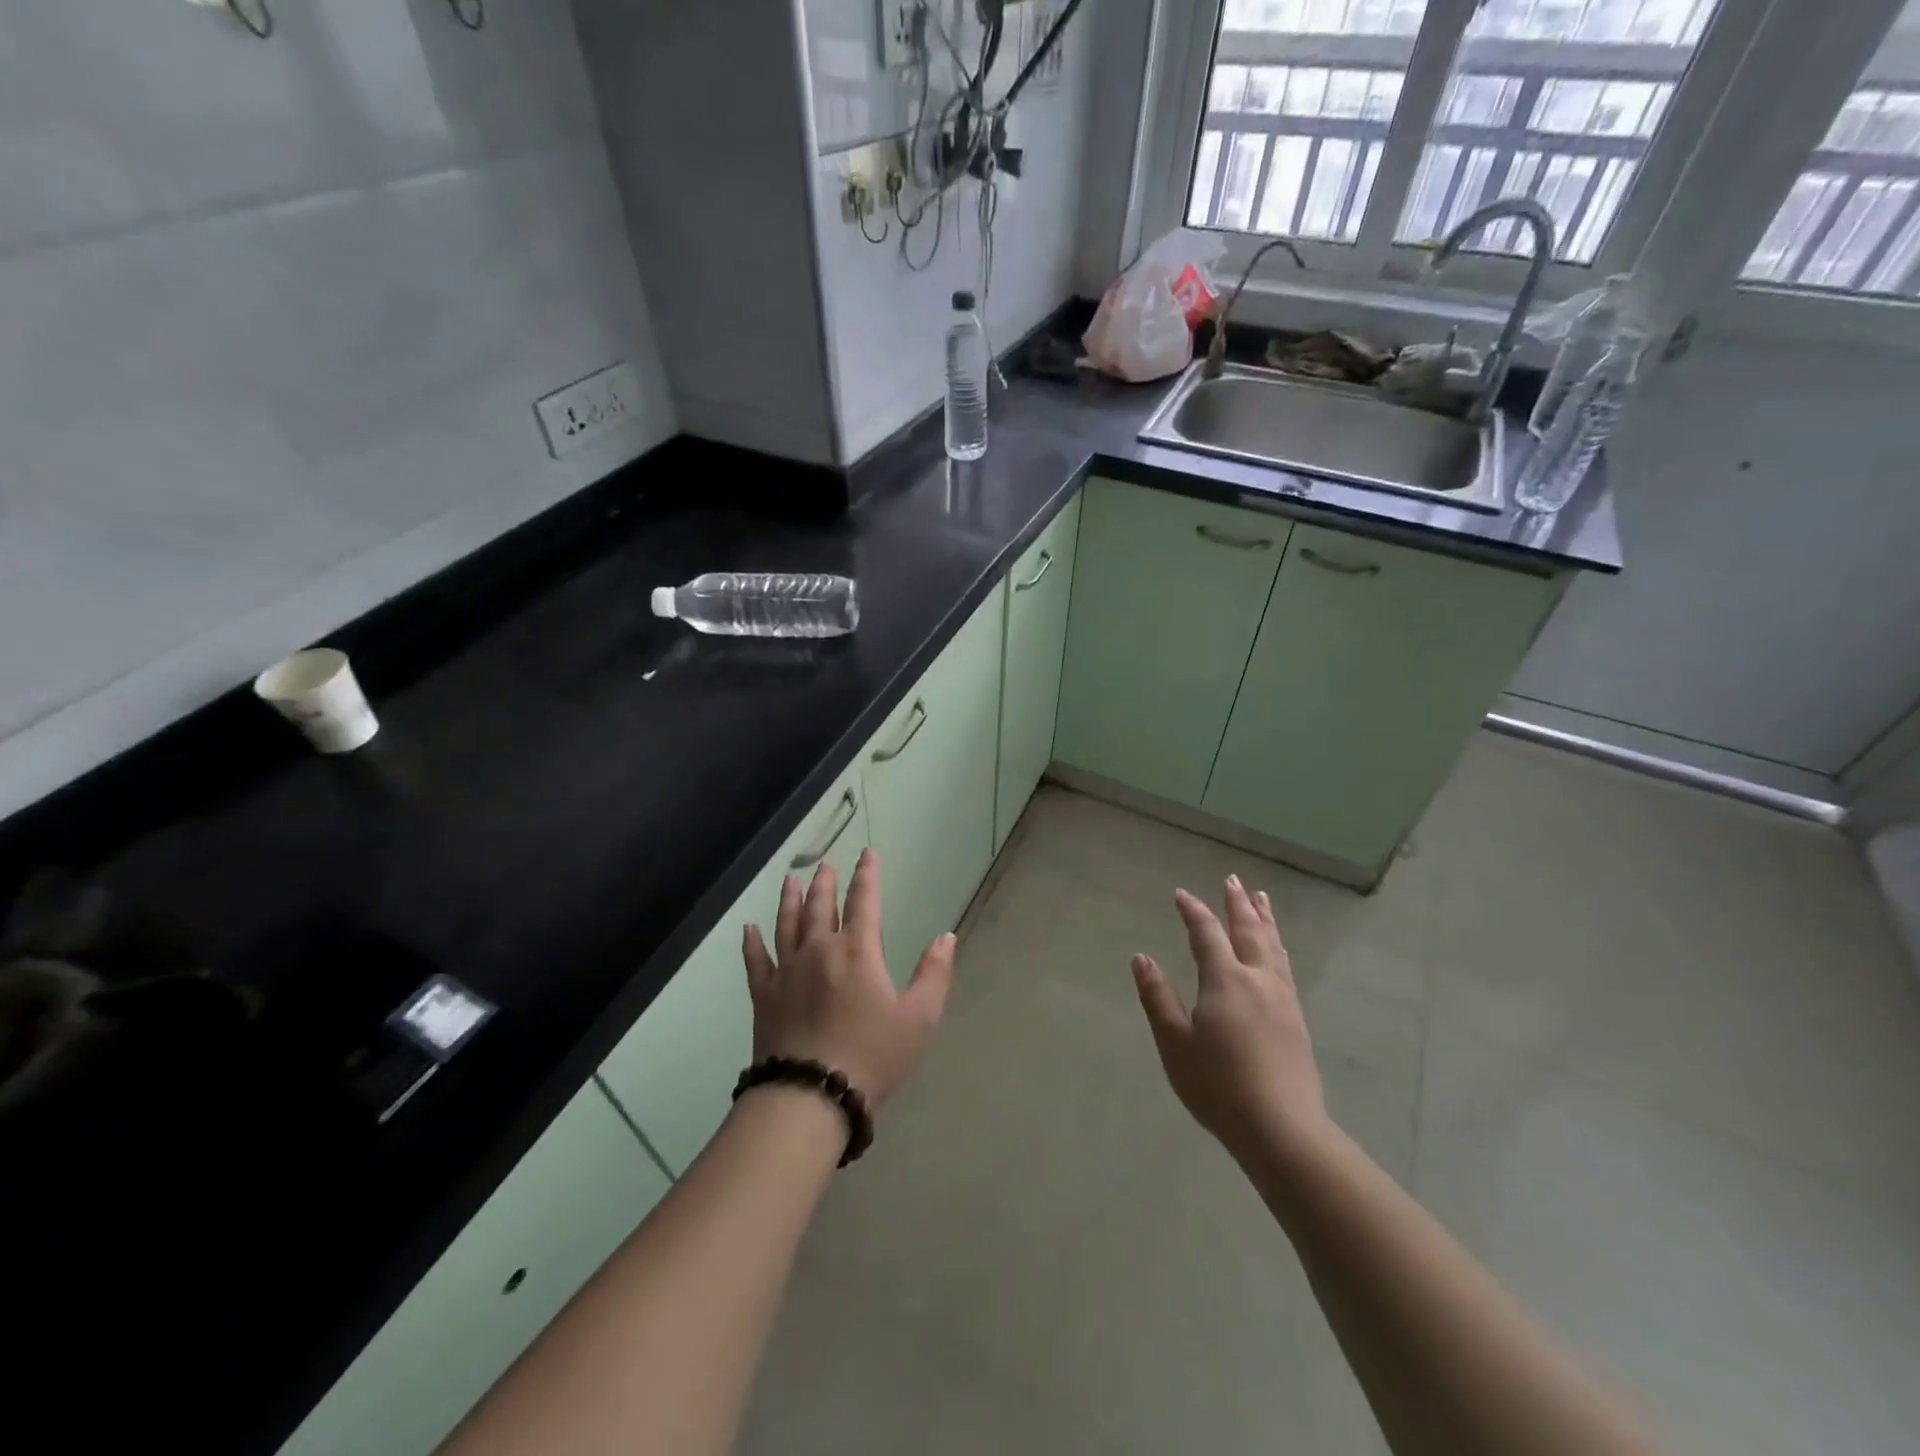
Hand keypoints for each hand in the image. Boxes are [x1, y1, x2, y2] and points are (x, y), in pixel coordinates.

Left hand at [742, 848, 954, 1108]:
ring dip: (790, 900)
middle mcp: (819, 951)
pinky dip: (752, 943)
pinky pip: (755, 961)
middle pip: (821, 907)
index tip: (867, 853)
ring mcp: (787, 972)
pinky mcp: (764, 997)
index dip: (867, 875)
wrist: (811, 1096)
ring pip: (787, 925)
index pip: (864, 901)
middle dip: (825, 883)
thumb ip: (934, 974)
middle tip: (825, 865)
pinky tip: (749, 929)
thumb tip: (946, 936)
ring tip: (792, 881)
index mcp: (858, 952)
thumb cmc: (872, 1056)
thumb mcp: (919, 1018)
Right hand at [1131, 876, 1326, 1157]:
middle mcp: (1257, 980)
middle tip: (1233, 879)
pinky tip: (1278, 949)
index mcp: (1225, 980)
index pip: (1207, 934)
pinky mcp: (1296, 1018)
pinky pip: (1285, 966)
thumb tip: (1141, 958)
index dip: (1193, 911)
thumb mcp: (1175, 1043)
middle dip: (1237, 903)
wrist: (1282, 1129)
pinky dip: (1277, 946)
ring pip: (1273, 946)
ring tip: (1261, 898)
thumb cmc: (1218, 1086)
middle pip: (1248, 930)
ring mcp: (1282, 998)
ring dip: (1264, 918)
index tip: (1181, 894)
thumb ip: (1157, 997)